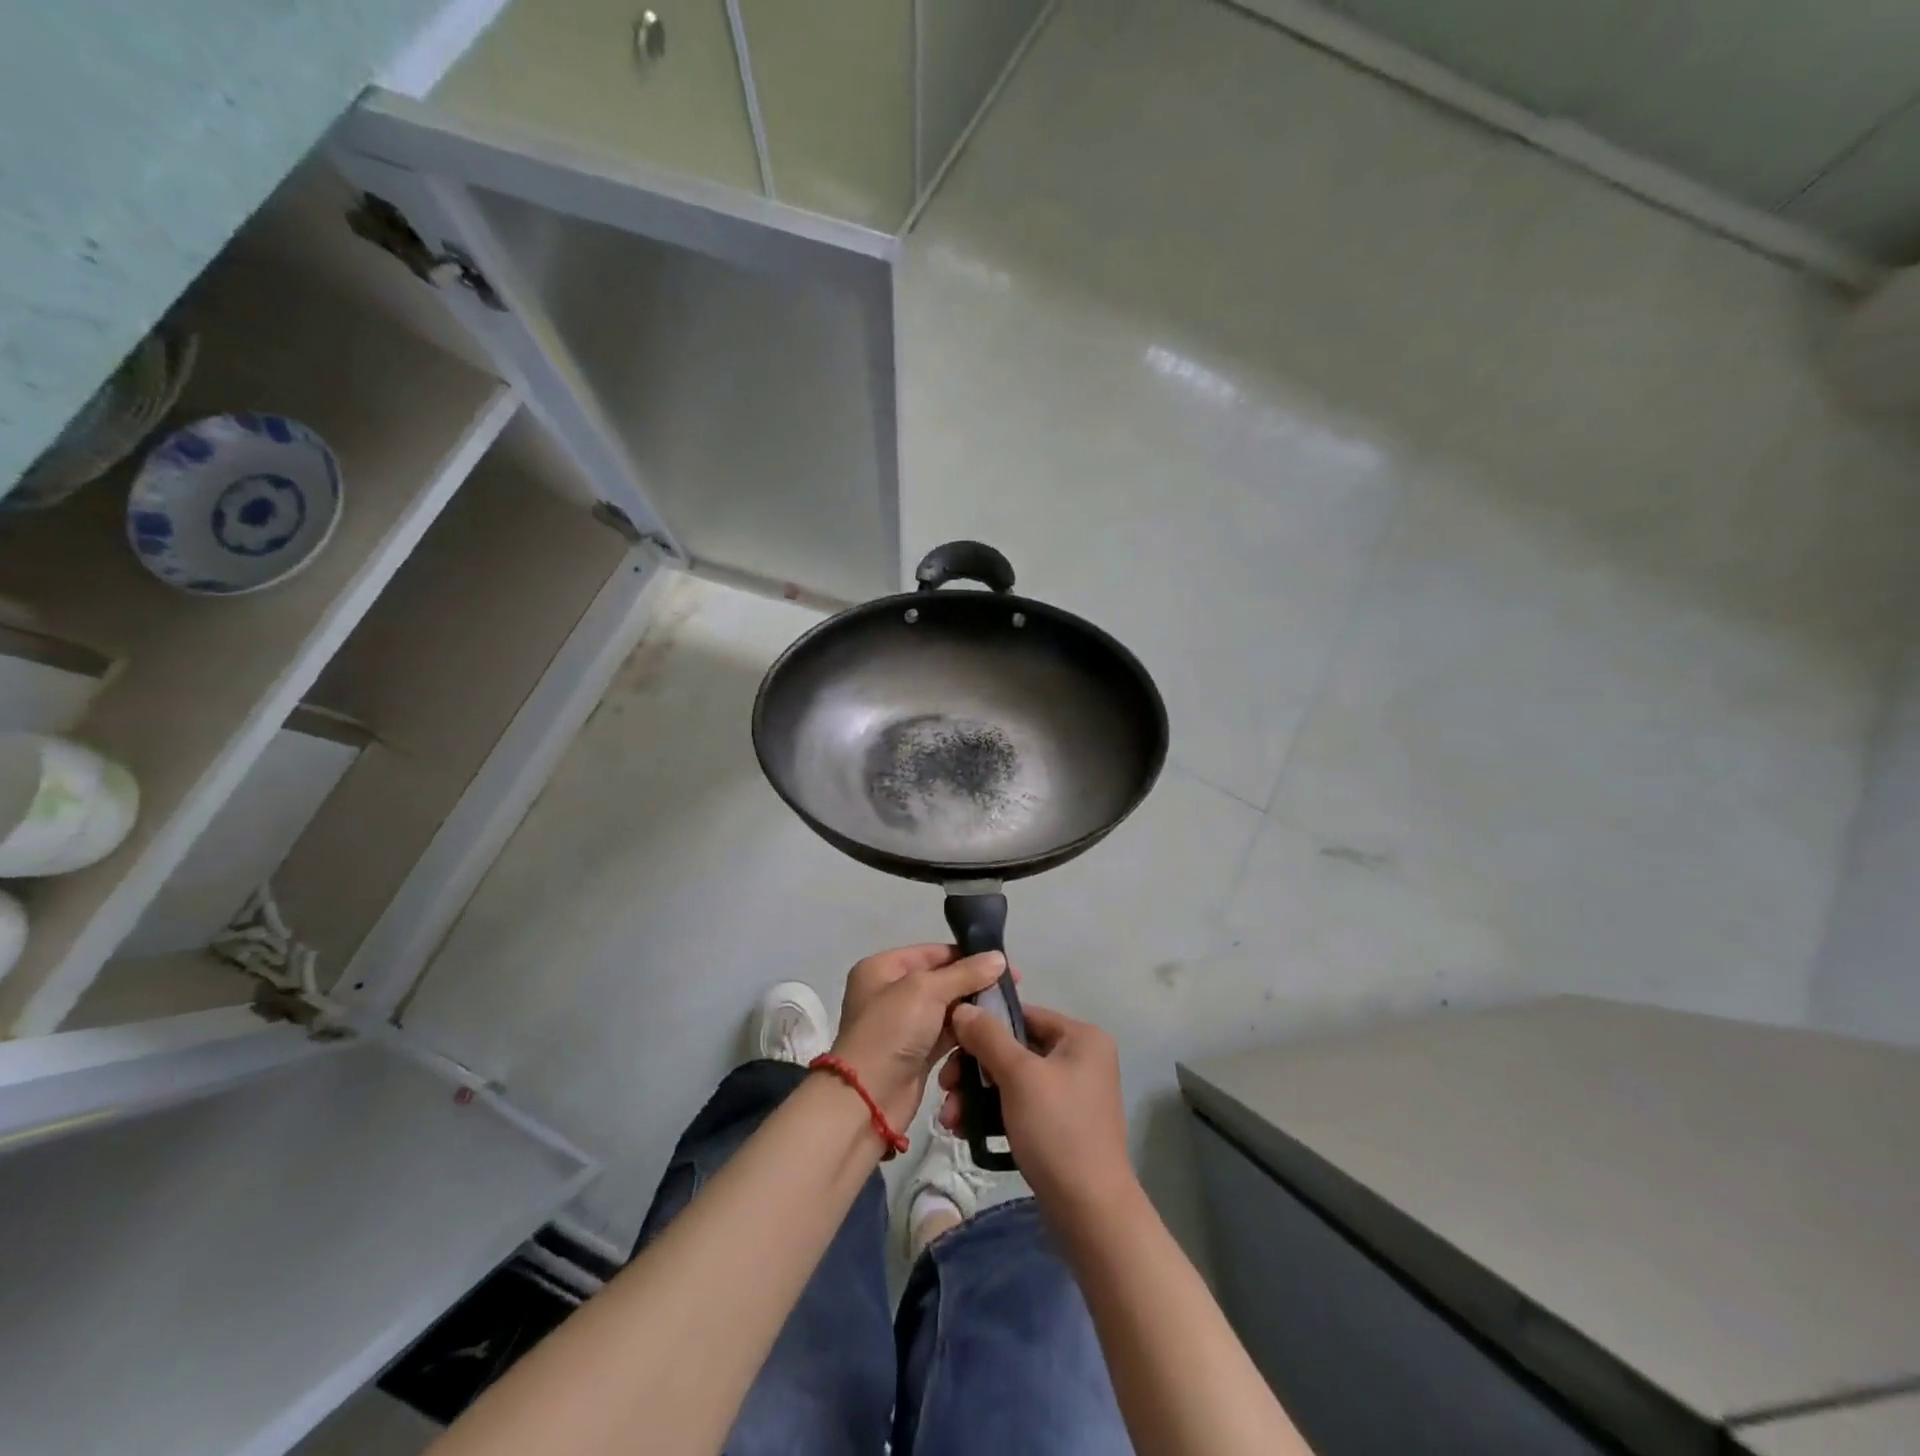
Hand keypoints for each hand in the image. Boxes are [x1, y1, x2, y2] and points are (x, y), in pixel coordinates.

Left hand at [830, 944, 1009, 1128]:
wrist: (867, 1100)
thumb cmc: (891, 1031)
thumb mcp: (926, 991)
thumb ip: (965, 973)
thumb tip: (999, 957)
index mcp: (882, 968)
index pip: (933, 953)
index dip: (968, 956)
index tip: (1005, 965)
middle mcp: (891, 993)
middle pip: (942, 981)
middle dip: (974, 985)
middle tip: (1011, 991)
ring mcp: (903, 1025)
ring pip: (947, 1010)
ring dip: (972, 1012)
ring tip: (1006, 1013)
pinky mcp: (916, 1053)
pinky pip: (946, 1036)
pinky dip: (965, 1035)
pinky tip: (990, 1035)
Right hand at [941, 1003, 1136, 1210]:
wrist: (1090, 1212)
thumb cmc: (1057, 1130)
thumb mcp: (1018, 1076)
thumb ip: (988, 1037)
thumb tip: (963, 1007)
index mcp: (1081, 1037)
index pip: (1023, 1015)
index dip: (984, 1025)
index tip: (949, 1044)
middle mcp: (1080, 1059)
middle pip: (1014, 1049)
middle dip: (974, 1070)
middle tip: (945, 1087)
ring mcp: (1071, 1094)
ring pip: (1012, 1080)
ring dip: (977, 1095)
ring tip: (949, 1119)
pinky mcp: (1060, 1125)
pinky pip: (1019, 1106)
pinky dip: (993, 1114)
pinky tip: (965, 1131)